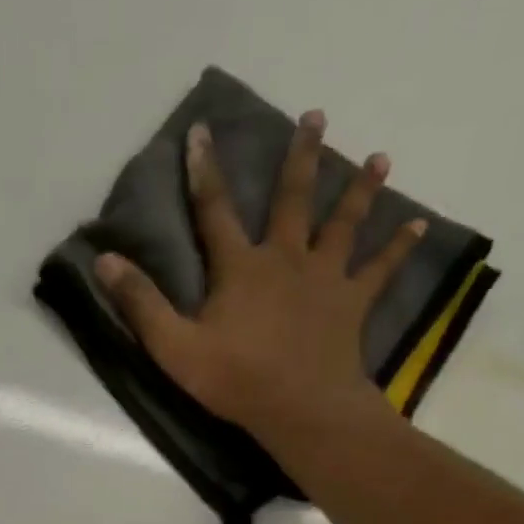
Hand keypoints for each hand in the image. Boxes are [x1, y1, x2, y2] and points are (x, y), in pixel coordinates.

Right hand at [95, 110, 423, 454]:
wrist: (299, 408)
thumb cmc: (234, 380)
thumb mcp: (173, 347)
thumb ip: (140, 304)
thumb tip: (104, 260)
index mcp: (240, 267)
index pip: (214, 210)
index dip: (203, 171)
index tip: (201, 131)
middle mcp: (285, 259)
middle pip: (294, 198)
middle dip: (301, 157)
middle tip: (316, 116)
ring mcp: (324, 279)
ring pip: (343, 223)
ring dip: (359, 188)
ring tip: (379, 157)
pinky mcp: (352, 304)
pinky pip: (380, 269)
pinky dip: (399, 246)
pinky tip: (419, 224)